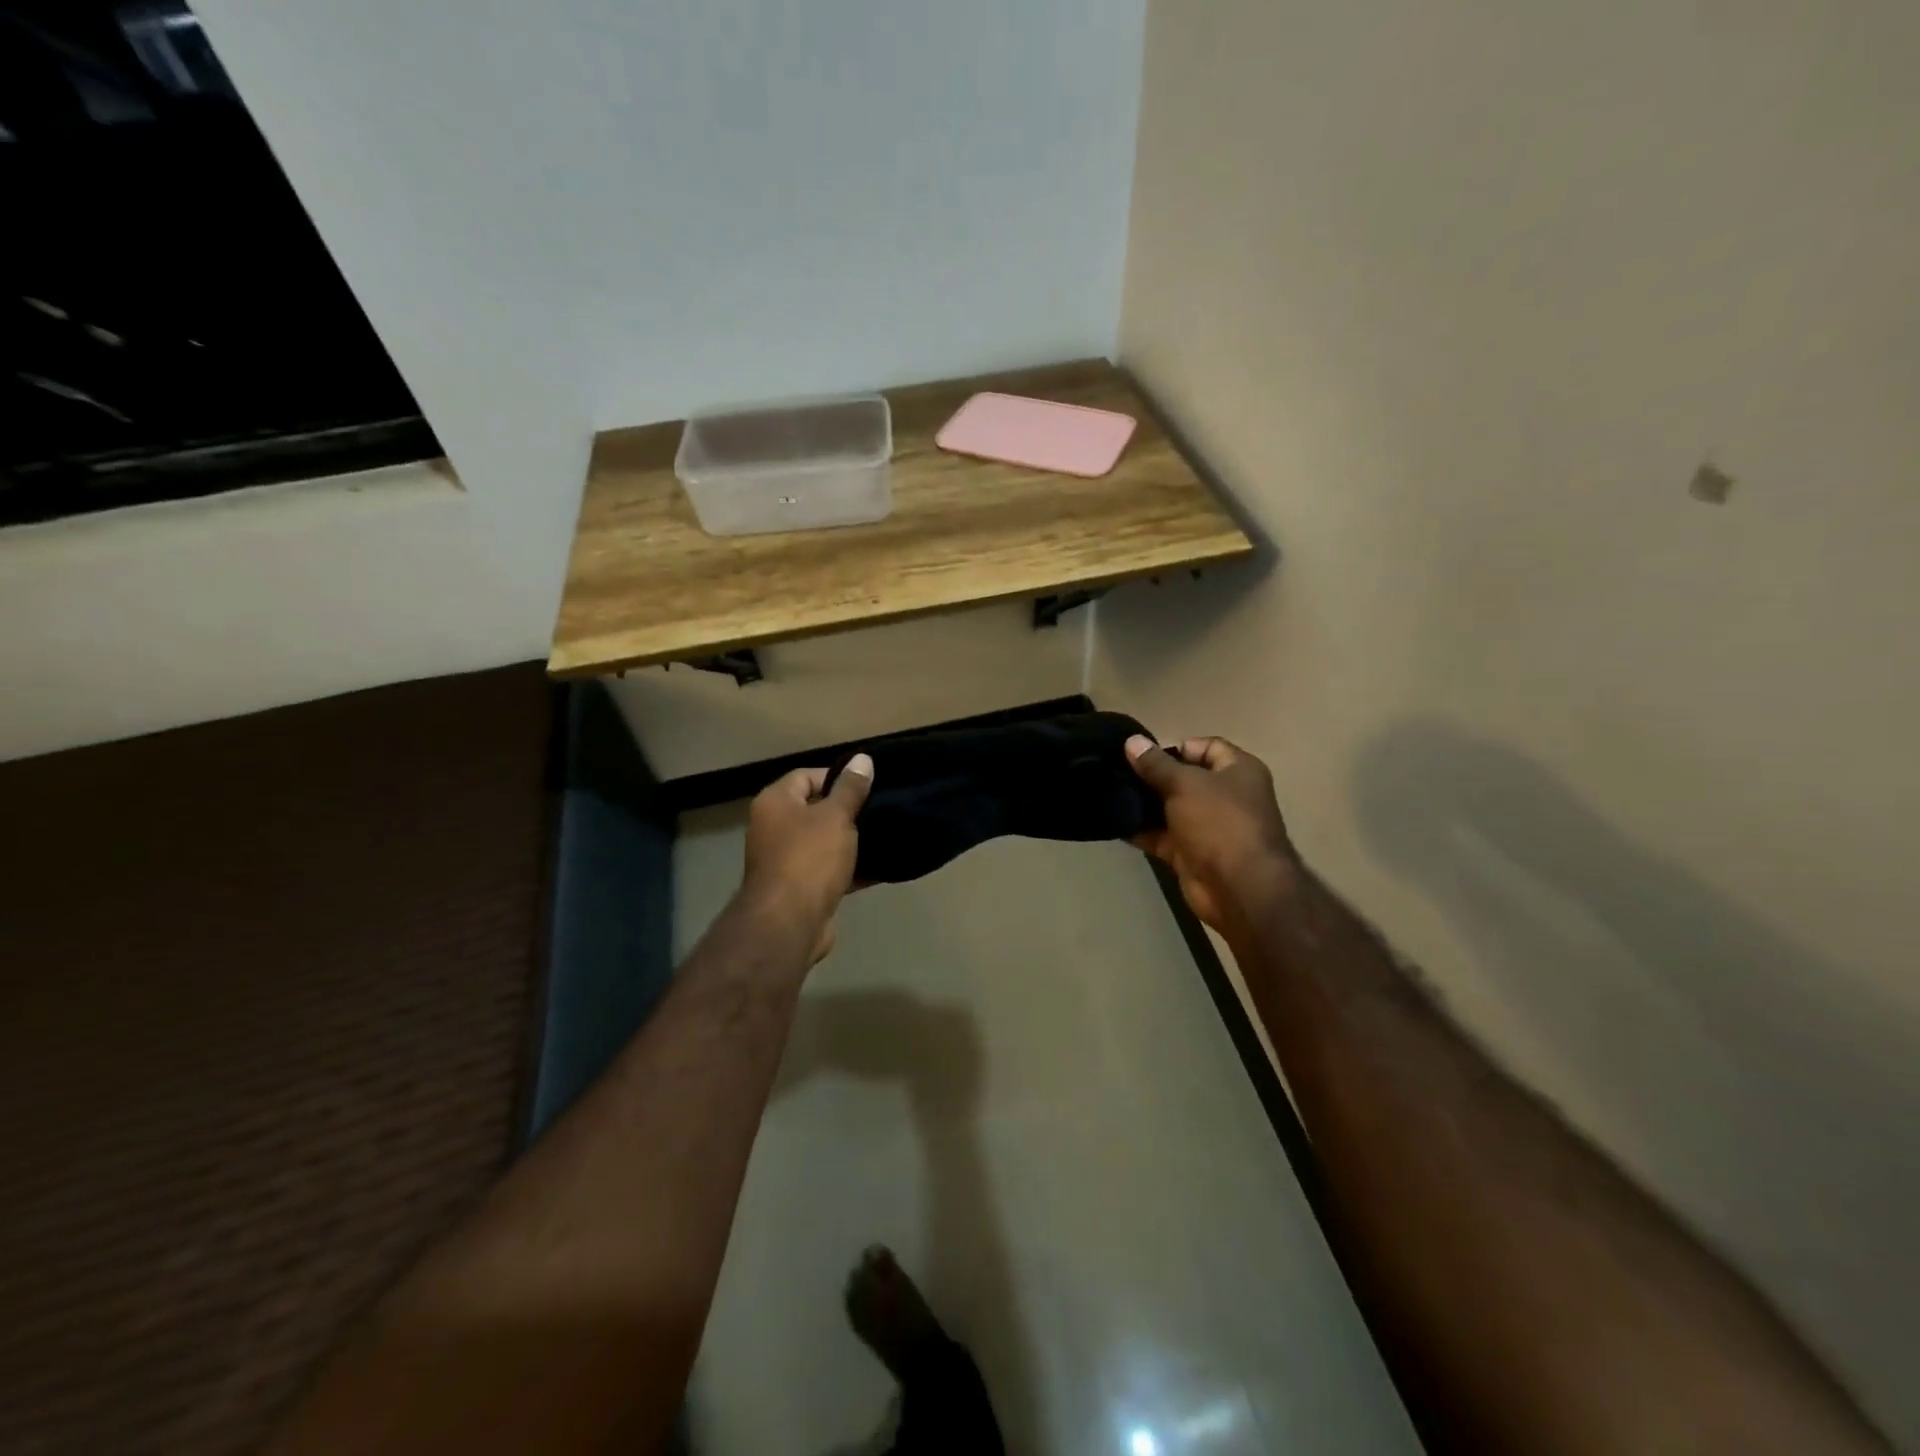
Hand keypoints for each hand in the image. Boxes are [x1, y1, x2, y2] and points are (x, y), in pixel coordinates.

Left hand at [740, 754, 873, 964]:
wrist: (789, 923)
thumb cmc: (810, 858)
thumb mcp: (836, 816)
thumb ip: (851, 788)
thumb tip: (863, 759)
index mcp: (775, 802)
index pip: (806, 775)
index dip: (838, 777)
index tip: (867, 785)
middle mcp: (773, 828)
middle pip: (815, 809)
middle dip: (847, 811)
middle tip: (878, 809)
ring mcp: (784, 861)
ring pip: (823, 842)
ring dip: (850, 842)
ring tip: (884, 835)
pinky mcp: (799, 889)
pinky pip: (828, 871)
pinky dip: (850, 869)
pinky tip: (880, 867)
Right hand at [1126, 735, 1298, 935]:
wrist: (1239, 888)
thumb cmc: (1219, 823)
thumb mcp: (1185, 784)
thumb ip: (1156, 764)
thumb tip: (1132, 741)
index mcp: (1238, 771)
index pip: (1205, 747)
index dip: (1175, 747)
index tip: (1142, 754)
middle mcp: (1226, 796)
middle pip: (1184, 778)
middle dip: (1153, 776)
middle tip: (1117, 771)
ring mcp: (1208, 827)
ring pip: (1170, 808)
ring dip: (1143, 804)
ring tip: (1110, 793)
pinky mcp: (1191, 853)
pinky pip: (1161, 836)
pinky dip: (1141, 831)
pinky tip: (1114, 822)